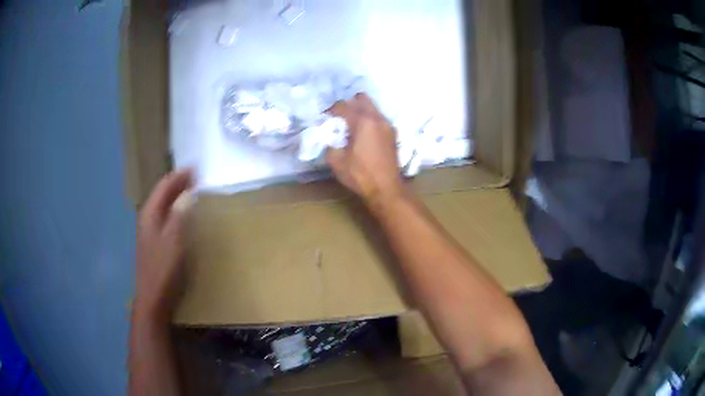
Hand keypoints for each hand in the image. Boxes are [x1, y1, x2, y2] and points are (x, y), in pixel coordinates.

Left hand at [135, 170, 192, 322]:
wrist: (153, 297)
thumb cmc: (163, 268)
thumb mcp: (173, 240)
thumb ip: (179, 215)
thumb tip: (187, 195)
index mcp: (150, 213)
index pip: (164, 186)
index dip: (179, 176)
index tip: (196, 168)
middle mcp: (147, 218)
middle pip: (162, 194)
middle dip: (177, 183)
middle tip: (196, 177)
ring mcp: (149, 231)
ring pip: (162, 205)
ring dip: (176, 195)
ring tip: (191, 190)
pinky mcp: (154, 242)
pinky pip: (164, 217)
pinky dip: (174, 209)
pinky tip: (182, 214)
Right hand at [326, 93, 404, 208]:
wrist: (386, 189)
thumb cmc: (360, 175)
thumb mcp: (337, 162)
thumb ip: (330, 146)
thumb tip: (330, 140)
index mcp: (362, 122)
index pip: (343, 106)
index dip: (331, 110)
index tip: (325, 117)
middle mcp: (377, 118)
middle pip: (362, 99)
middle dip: (349, 104)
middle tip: (340, 117)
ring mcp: (387, 125)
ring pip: (372, 107)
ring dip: (361, 111)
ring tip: (351, 125)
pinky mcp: (392, 134)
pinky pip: (379, 118)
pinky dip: (370, 120)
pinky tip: (364, 134)